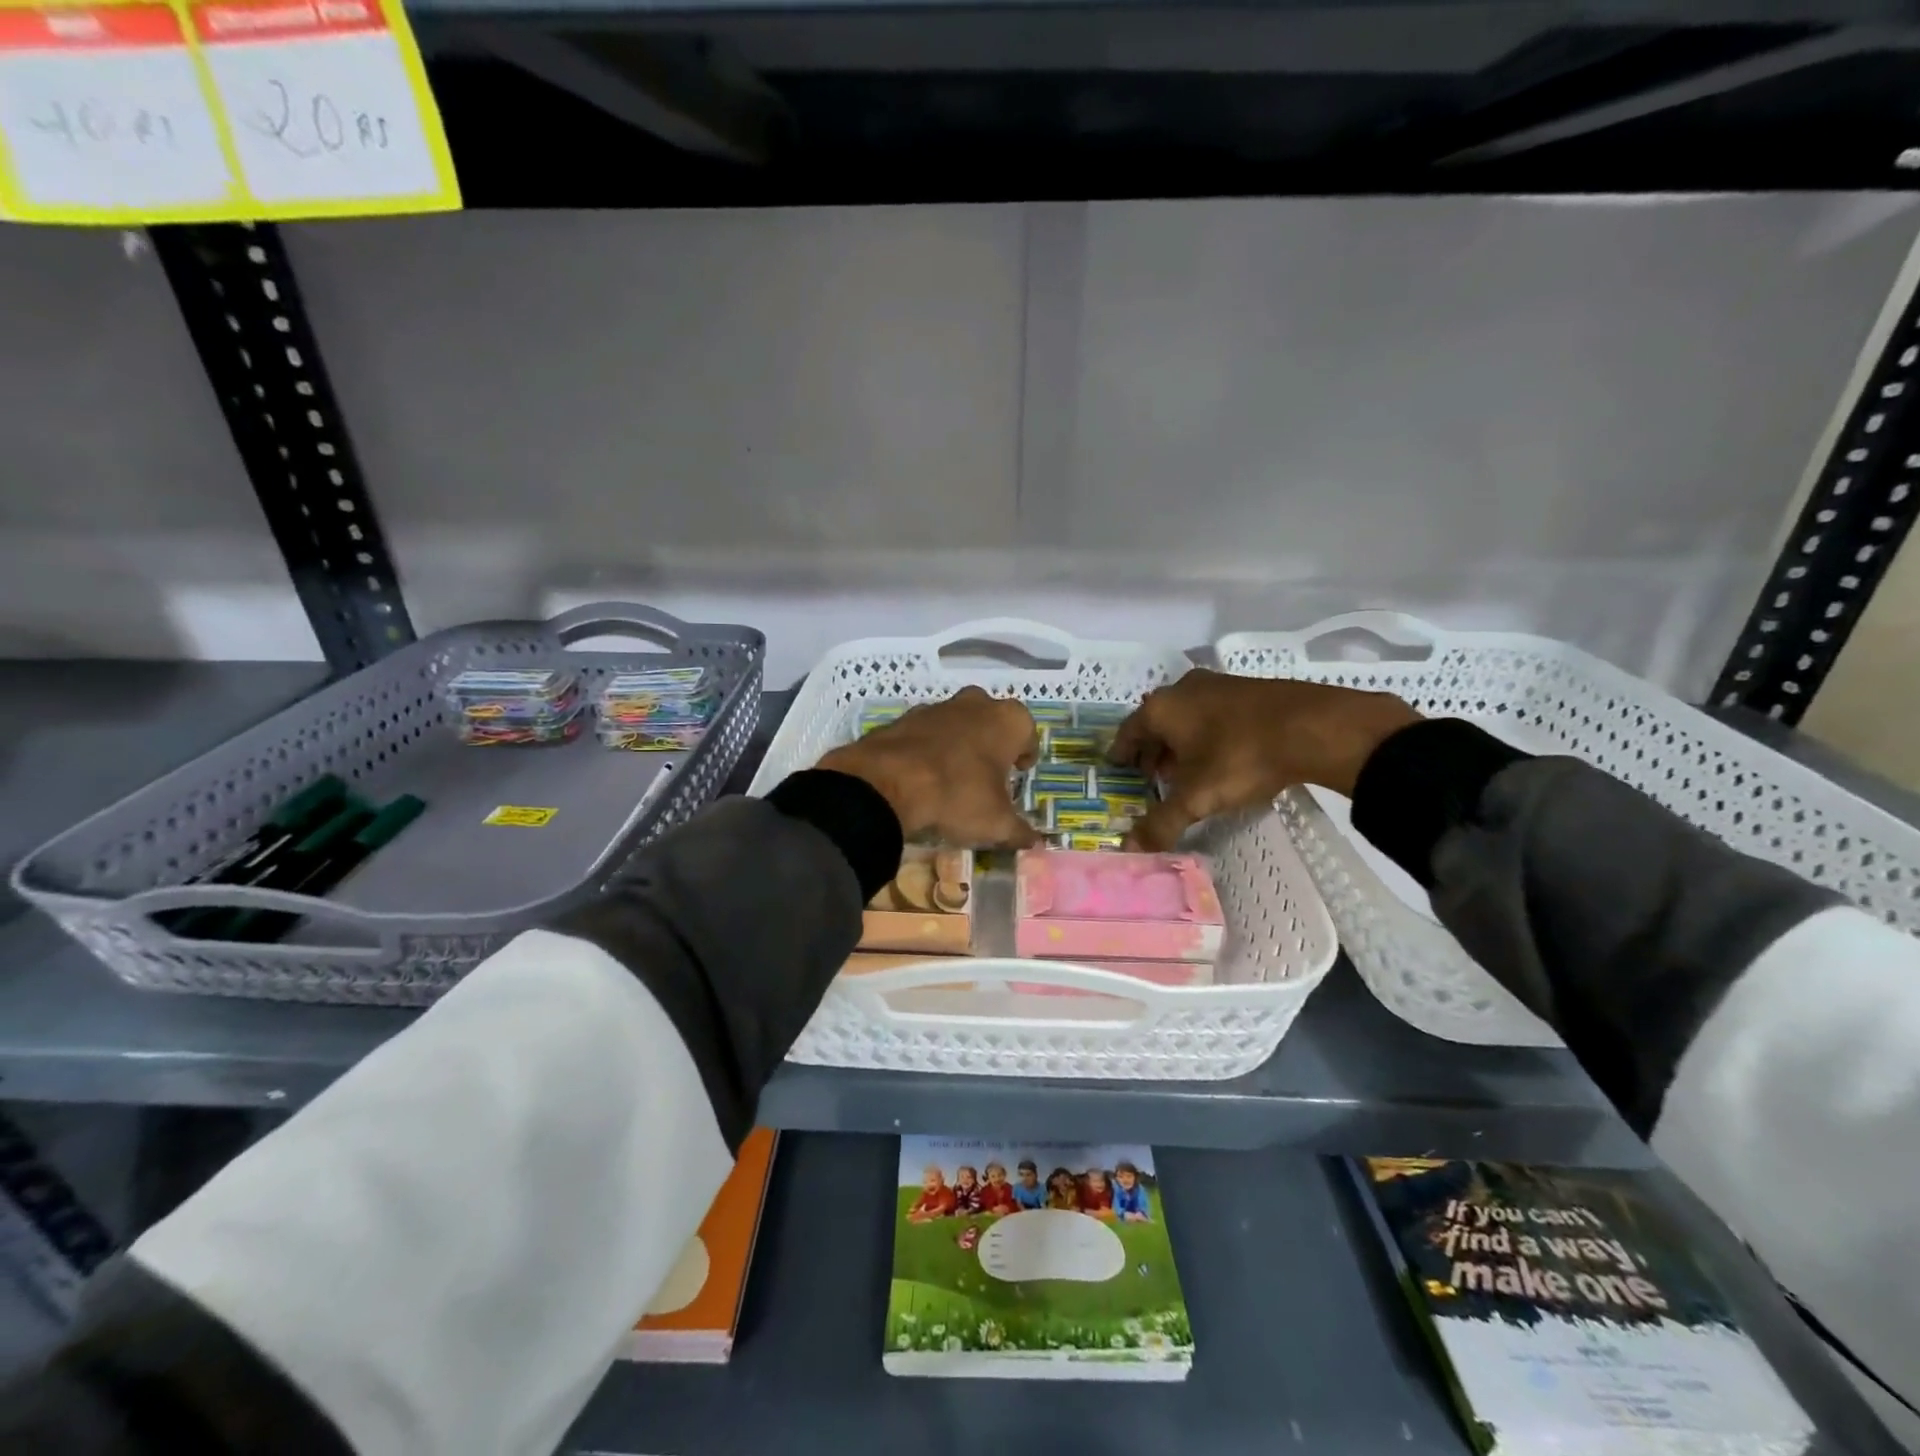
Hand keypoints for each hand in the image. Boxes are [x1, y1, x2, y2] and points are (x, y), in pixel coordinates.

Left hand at [818, 687, 1040, 846]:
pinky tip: (923, 776)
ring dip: (960, 743)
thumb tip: (1034, 842)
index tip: (1019, 774)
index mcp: (1008, 720)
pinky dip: (929, 748)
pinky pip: (927, 733)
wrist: (887, 783)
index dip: (1025, 756)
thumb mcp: (996, 823)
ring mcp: (937, 707)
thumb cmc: (958, 795)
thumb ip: (1019, 831)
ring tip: (954, 777)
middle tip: (988, 774)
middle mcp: (976, 703)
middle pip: (992, 721)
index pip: (1028, 734)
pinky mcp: (905, 718)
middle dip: (992, 743)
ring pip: (958, 723)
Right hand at [1110, 669, 1420, 850]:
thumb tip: (1129, 848)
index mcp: (1162, 708)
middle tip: (1149, 776)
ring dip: (1179, 742)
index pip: (1128, 731)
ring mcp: (1218, 685)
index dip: (1121, 752)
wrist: (1314, 726)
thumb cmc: (1241, 757)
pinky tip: (1218, 756)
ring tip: (1183, 770)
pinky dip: (1205, 734)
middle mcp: (1184, 689)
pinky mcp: (1248, 689)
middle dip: (1151, 750)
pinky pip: (1212, 713)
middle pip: (1156, 721)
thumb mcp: (1198, 797)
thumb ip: (1162, 823)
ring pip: (1186, 716)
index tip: (1116, 767)